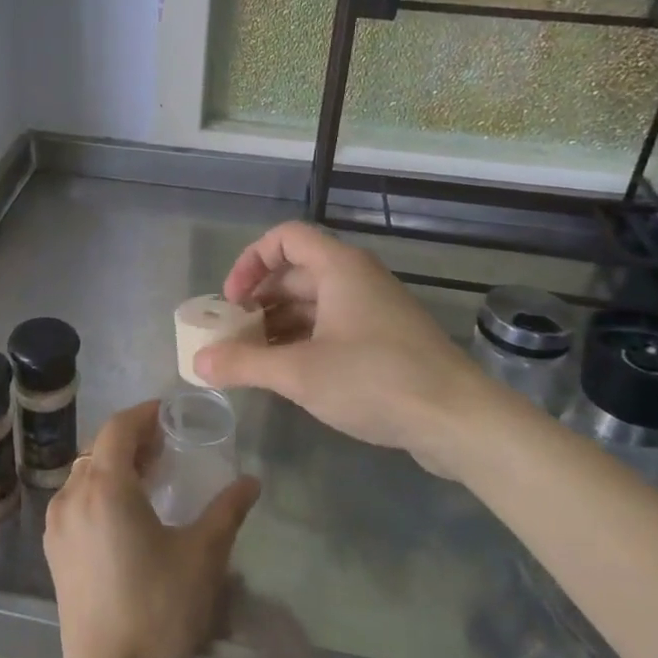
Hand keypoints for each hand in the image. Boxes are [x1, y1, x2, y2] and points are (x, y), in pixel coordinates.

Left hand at [43, 402, 259, 657]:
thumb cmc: (160, 611)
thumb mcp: (203, 556)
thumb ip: (228, 510)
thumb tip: (251, 481)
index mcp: (105, 487)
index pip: (119, 428)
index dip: (144, 414)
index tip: (170, 414)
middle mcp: (72, 496)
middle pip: (99, 448)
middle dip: (132, 439)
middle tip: (168, 446)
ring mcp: (57, 525)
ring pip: (84, 473)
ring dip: (115, 465)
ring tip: (151, 477)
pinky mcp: (54, 551)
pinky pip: (76, 500)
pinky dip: (100, 489)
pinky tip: (127, 512)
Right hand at [193, 221, 524, 477]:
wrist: (458, 420)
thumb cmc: (374, 380)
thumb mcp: (299, 373)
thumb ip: (245, 363)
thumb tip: (199, 362)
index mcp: (339, 268)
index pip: (285, 238)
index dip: (250, 261)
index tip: (232, 300)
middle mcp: (357, 279)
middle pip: (296, 273)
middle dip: (259, 301)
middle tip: (233, 335)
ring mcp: (374, 310)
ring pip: (314, 304)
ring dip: (279, 325)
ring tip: (253, 359)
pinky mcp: (386, 341)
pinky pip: (334, 327)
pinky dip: (305, 342)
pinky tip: (288, 375)